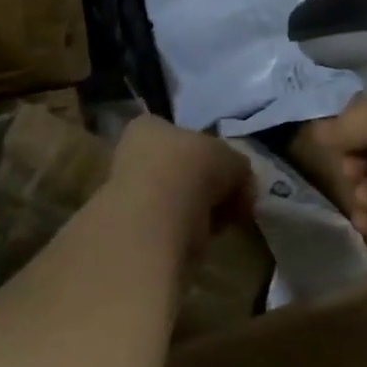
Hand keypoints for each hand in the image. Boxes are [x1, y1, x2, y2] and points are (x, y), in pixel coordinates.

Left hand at [106, 115, 255, 257]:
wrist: (158, 221)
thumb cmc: (193, 169)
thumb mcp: (233, 158)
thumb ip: (237, 166)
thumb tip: (240, 184)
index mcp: (148, 127)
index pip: (181, 134)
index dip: (210, 153)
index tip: (229, 172)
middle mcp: (130, 155)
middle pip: (179, 168)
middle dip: (206, 186)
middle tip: (231, 199)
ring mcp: (126, 194)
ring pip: (175, 199)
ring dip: (199, 210)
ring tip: (220, 221)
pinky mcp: (131, 230)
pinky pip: (169, 226)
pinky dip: (188, 232)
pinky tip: (203, 239)